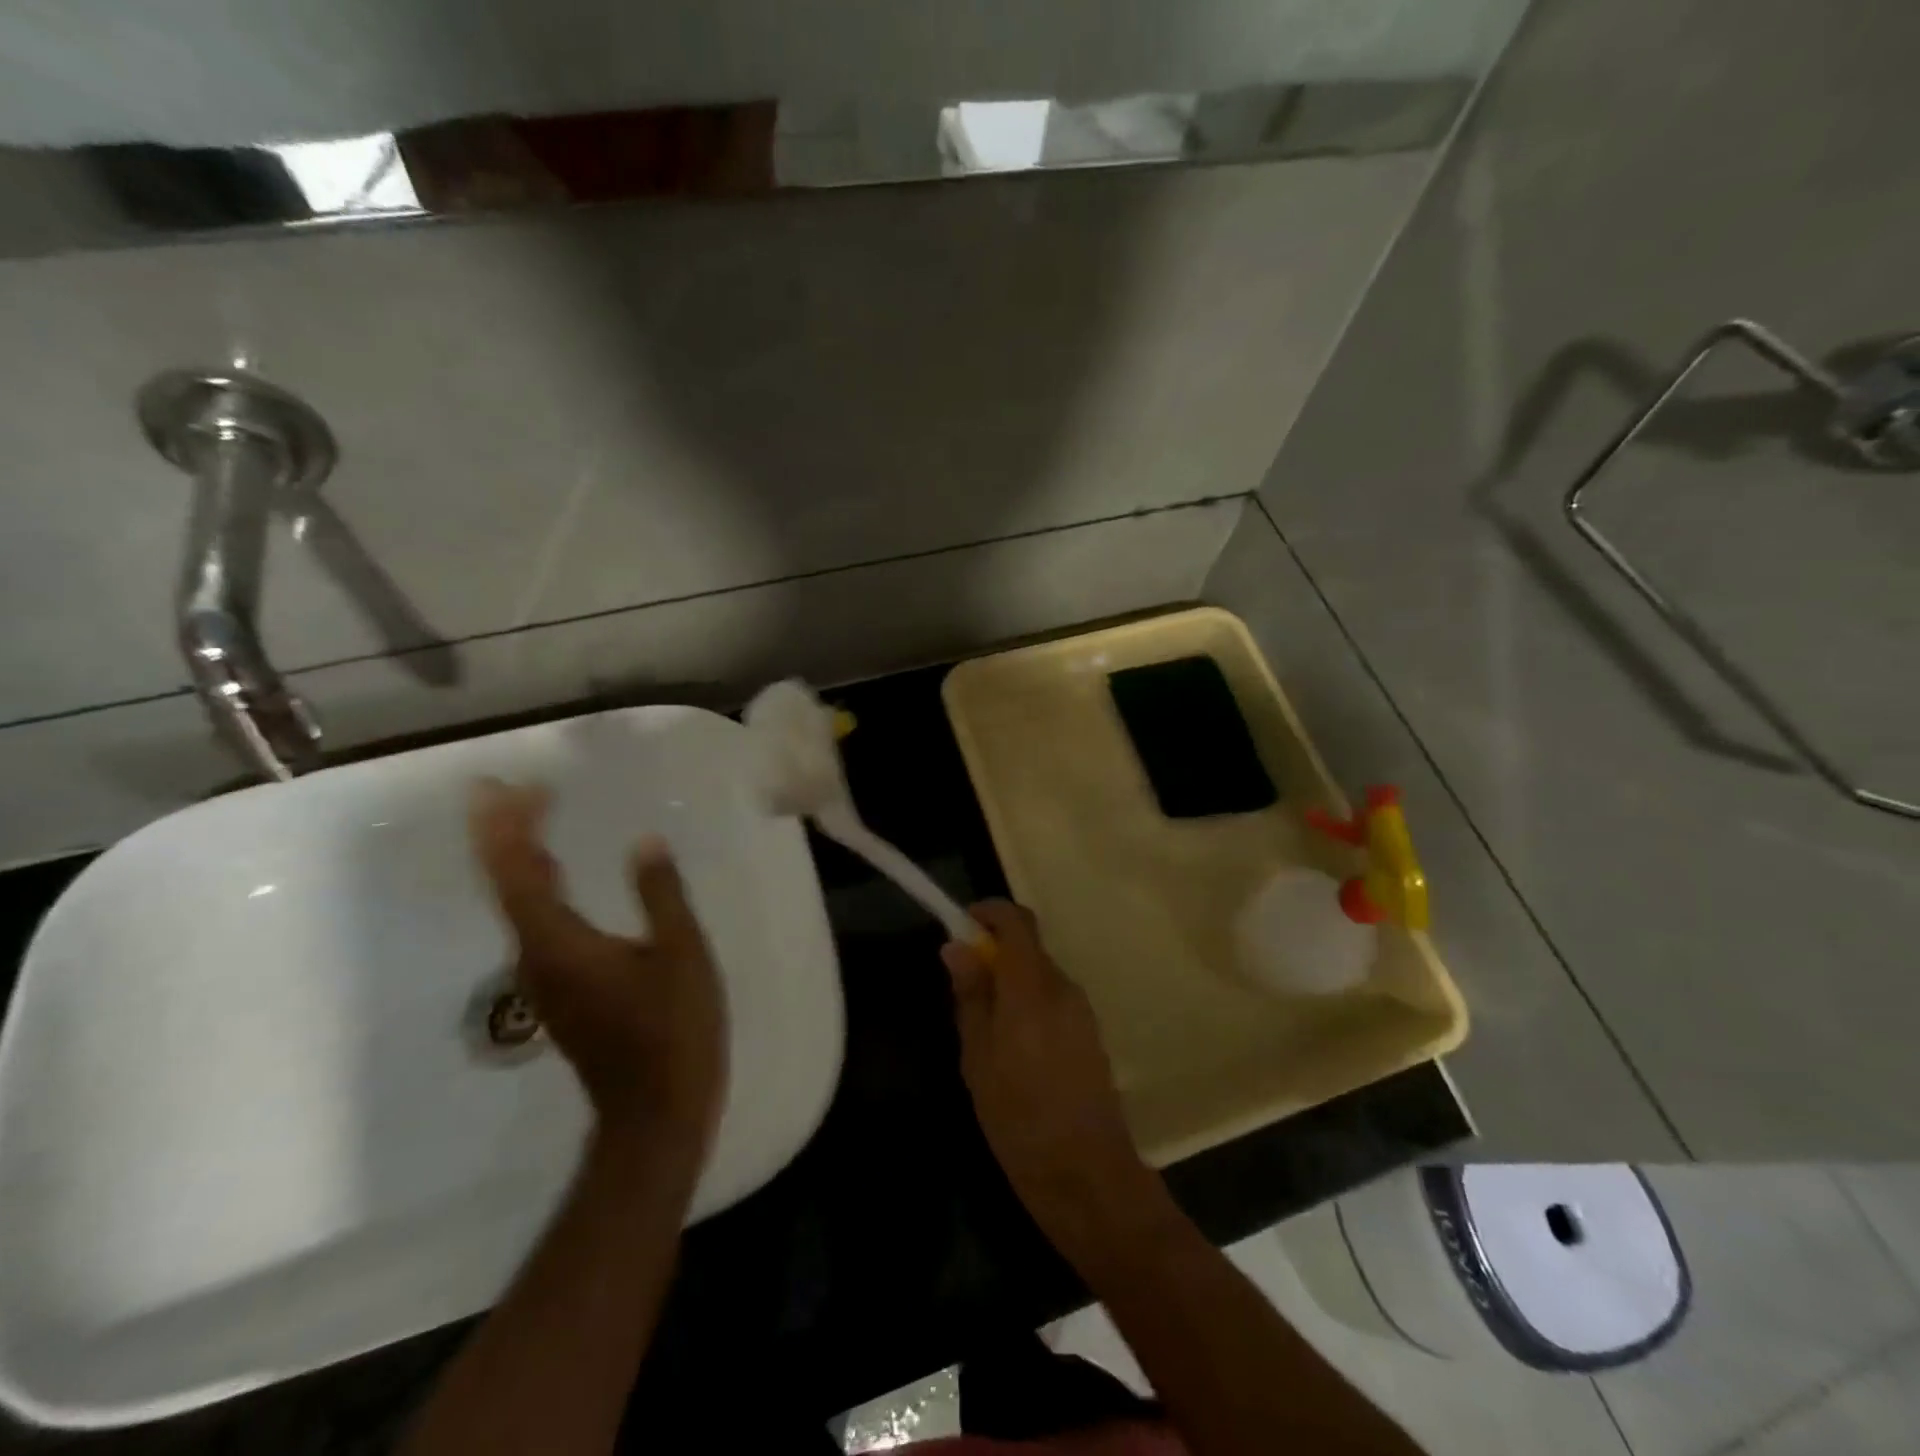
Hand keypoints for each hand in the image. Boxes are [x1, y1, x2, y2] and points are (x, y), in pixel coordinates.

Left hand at [469, 780, 727, 1159]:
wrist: (655, 1112)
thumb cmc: (673, 1031)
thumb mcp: (681, 955)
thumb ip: (661, 895)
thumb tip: (644, 841)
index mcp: (560, 944)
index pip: (517, 873)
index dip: (506, 826)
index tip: (506, 785)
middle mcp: (537, 956)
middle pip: (505, 883)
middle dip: (503, 832)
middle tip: (510, 788)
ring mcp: (544, 977)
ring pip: (517, 902)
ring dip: (517, 855)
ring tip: (530, 815)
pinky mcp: (560, 988)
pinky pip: (535, 920)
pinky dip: (536, 884)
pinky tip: (554, 872)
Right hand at [943, 902, 1160, 1250]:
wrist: (1087, 1175)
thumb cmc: (1020, 1119)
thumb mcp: (978, 1059)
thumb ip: (971, 996)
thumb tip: (957, 947)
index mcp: (1032, 987)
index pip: (1017, 921)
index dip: (988, 913)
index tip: (961, 927)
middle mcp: (1063, 987)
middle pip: (1028, 947)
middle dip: (994, 952)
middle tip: (962, 988)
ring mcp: (1082, 1010)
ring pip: (1039, 974)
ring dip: (1010, 981)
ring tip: (983, 1028)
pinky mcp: (1090, 1033)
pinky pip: (1053, 999)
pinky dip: (1028, 1003)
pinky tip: (1013, 1049)